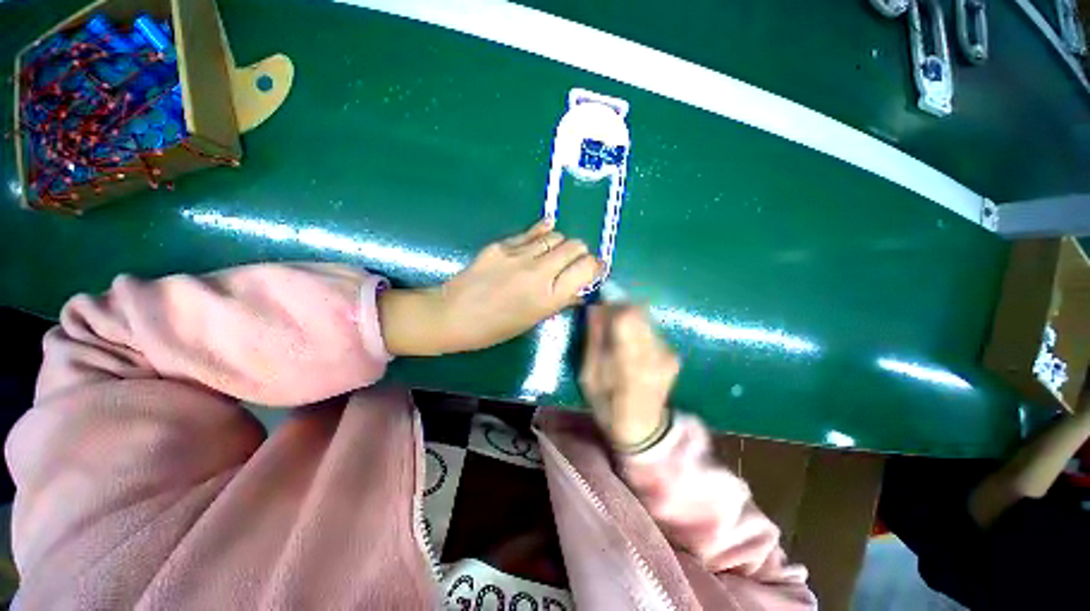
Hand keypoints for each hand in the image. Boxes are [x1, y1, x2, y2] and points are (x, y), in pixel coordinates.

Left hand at [378, 219, 600, 355]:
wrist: (454, 315)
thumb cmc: (496, 327)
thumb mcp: (533, 320)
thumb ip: (560, 301)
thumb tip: (580, 290)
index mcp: (550, 297)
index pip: (588, 267)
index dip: (594, 266)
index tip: (592, 270)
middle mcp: (540, 272)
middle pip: (576, 245)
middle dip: (580, 253)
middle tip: (572, 262)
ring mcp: (520, 255)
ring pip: (556, 235)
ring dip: (560, 243)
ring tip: (552, 253)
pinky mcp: (502, 244)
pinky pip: (532, 232)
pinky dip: (542, 233)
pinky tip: (543, 233)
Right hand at [580, 305, 679, 450]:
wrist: (642, 429)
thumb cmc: (607, 405)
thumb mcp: (589, 375)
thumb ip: (593, 340)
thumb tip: (595, 307)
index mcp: (630, 362)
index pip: (627, 316)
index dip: (612, 303)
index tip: (599, 303)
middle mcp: (654, 354)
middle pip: (639, 312)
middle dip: (619, 307)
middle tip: (604, 316)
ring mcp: (668, 354)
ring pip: (646, 318)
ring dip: (628, 317)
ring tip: (616, 332)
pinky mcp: (673, 355)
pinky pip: (652, 329)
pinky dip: (638, 329)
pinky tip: (630, 344)